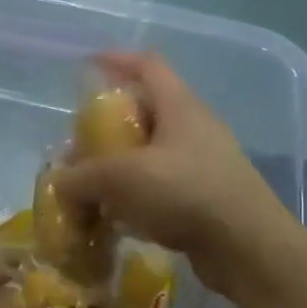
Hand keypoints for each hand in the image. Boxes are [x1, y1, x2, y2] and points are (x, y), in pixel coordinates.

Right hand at [52, 52, 306, 303]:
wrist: (246, 247)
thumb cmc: (185, 194)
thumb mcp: (121, 178)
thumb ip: (82, 176)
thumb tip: (60, 182)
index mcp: (180, 107)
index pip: (147, 66)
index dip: (117, 60)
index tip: (88, 65)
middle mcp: (194, 129)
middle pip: (146, 113)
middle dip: (110, 126)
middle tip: (81, 145)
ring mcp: (203, 166)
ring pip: (152, 155)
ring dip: (121, 167)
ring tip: (92, 186)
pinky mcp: (205, 200)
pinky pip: (162, 188)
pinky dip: (136, 197)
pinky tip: (116, 218)